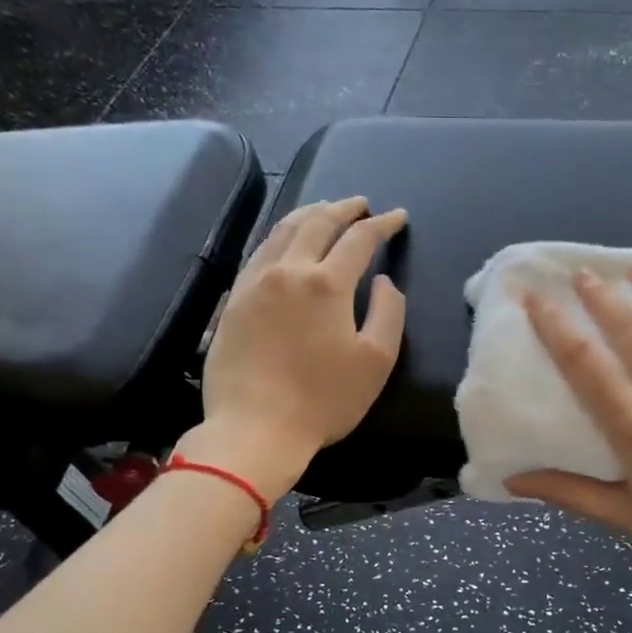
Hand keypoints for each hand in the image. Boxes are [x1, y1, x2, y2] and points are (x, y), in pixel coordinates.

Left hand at [184, 197, 407, 497]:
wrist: (255, 428)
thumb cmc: (324, 400)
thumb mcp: (376, 361)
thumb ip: (388, 313)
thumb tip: (382, 281)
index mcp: (327, 283)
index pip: (360, 239)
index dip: (382, 224)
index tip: (398, 217)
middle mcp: (288, 271)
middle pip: (317, 223)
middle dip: (344, 208)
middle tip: (361, 204)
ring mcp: (254, 283)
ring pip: (282, 231)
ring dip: (308, 214)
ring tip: (324, 210)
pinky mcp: (233, 300)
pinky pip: (259, 252)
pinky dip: (279, 236)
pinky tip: (284, 241)